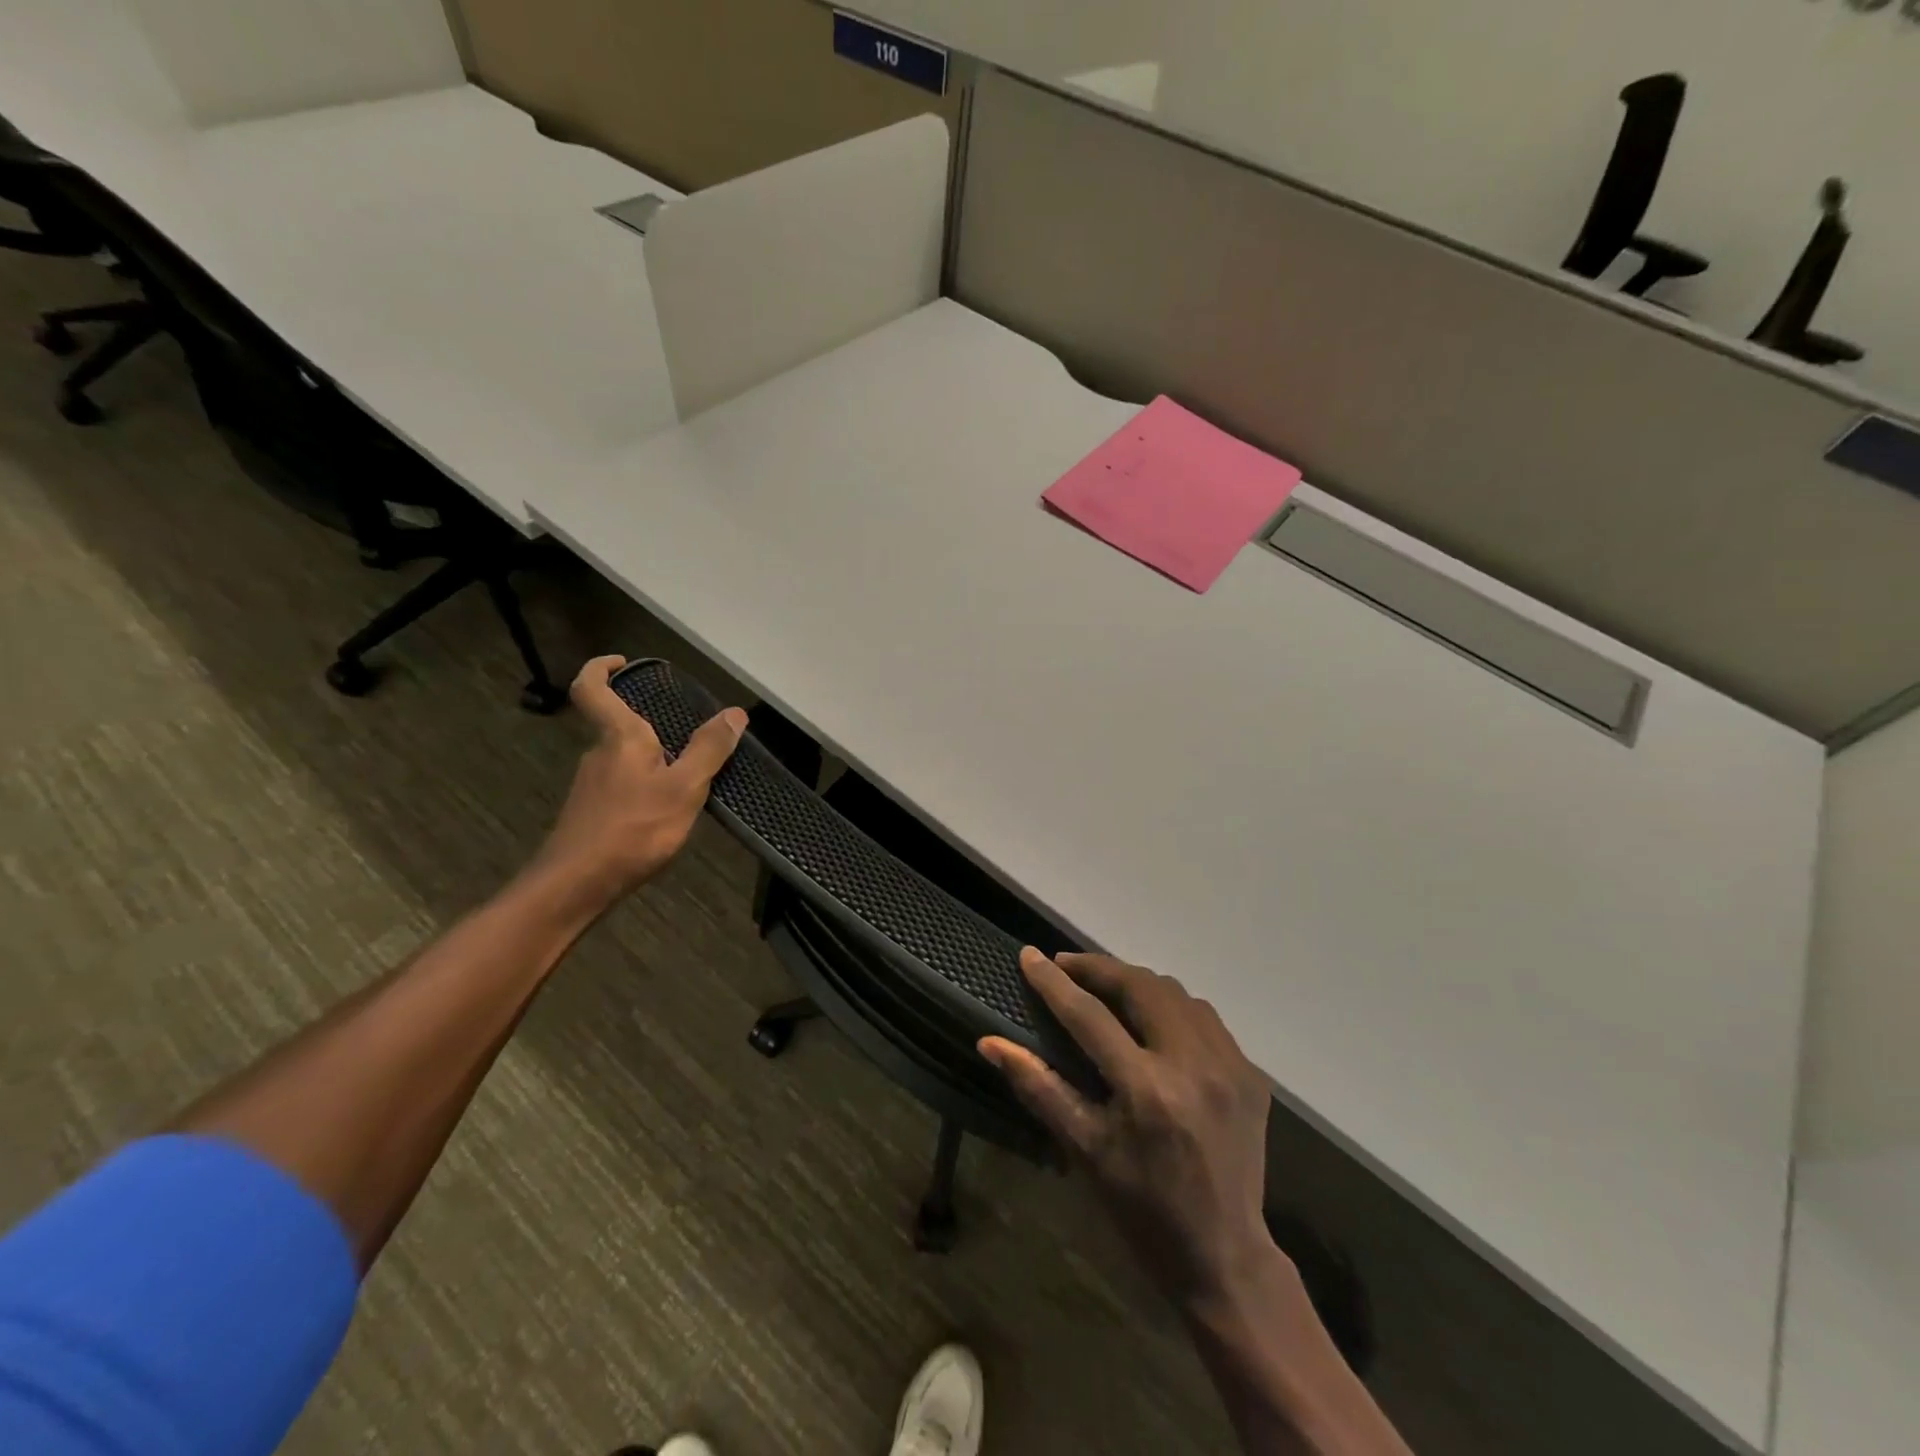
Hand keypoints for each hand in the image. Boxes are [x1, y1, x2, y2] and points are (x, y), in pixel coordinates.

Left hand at [533, 656, 746, 901]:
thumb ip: (709, 750)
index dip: (601, 668)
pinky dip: (644, 786)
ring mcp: (591, 785)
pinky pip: (621, 785)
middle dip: (648, 723)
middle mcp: (599, 753)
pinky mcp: (591, 812)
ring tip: (688, 778)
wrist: (576, 885)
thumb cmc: (633, 829)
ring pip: (622, 758)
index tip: (622, 661)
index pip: (592, 688)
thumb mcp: (685, 788)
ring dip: (651, 759)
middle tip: (687, 733)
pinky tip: (665, 811)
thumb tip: (735, 713)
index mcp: (619, 737)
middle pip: (617, 725)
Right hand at [981, 950, 1277, 1309]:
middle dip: (1098, 968)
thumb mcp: (1084, 1151)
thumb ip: (1039, 1088)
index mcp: (1147, 1090)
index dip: (1054, 983)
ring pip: (1176, 993)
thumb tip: (991, 1043)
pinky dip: (1171, 1006)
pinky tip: (1152, 1021)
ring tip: (1105, 988)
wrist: (1225, 1256)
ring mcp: (1230, 1066)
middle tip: (1066, 966)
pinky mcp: (1251, 1074)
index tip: (1029, 955)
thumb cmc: (1142, 1209)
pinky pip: (1204, 1017)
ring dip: (1136, 982)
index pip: (1090, 1016)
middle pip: (1140, 986)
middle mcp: (1193, 1065)